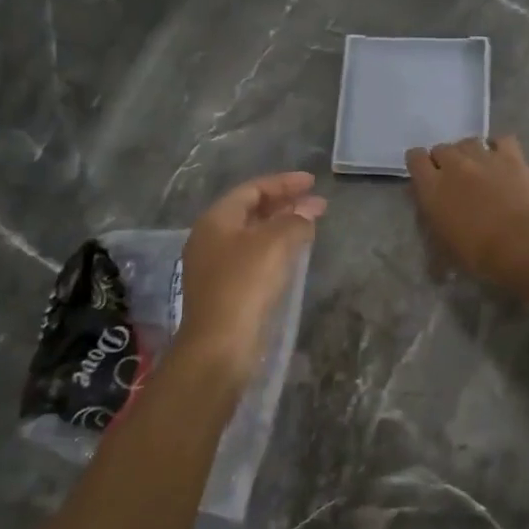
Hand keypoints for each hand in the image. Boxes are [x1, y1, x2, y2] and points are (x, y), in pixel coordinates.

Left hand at [174, 172, 325, 379]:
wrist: (219, 346)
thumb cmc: (244, 285)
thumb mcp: (275, 244)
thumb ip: (295, 221)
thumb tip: (308, 211)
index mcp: (216, 220)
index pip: (252, 189)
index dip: (284, 183)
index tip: (312, 182)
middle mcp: (211, 239)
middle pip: (251, 211)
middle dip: (286, 204)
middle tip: (317, 204)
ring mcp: (215, 266)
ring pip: (254, 235)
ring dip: (282, 227)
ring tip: (311, 226)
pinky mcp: (225, 290)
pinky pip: (253, 257)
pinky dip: (275, 249)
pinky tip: (294, 255)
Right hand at [404, 136, 528, 285]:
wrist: (518, 244)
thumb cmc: (475, 252)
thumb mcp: (440, 242)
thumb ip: (430, 216)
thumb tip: (428, 203)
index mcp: (431, 186)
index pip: (415, 158)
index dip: (420, 164)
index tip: (426, 176)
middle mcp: (454, 164)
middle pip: (441, 148)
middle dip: (445, 161)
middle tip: (455, 179)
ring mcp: (483, 157)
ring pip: (469, 141)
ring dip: (469, 153)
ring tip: (479, 169)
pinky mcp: (511, 157)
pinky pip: (502, 140)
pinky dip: (500, 147)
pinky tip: (502, 160)